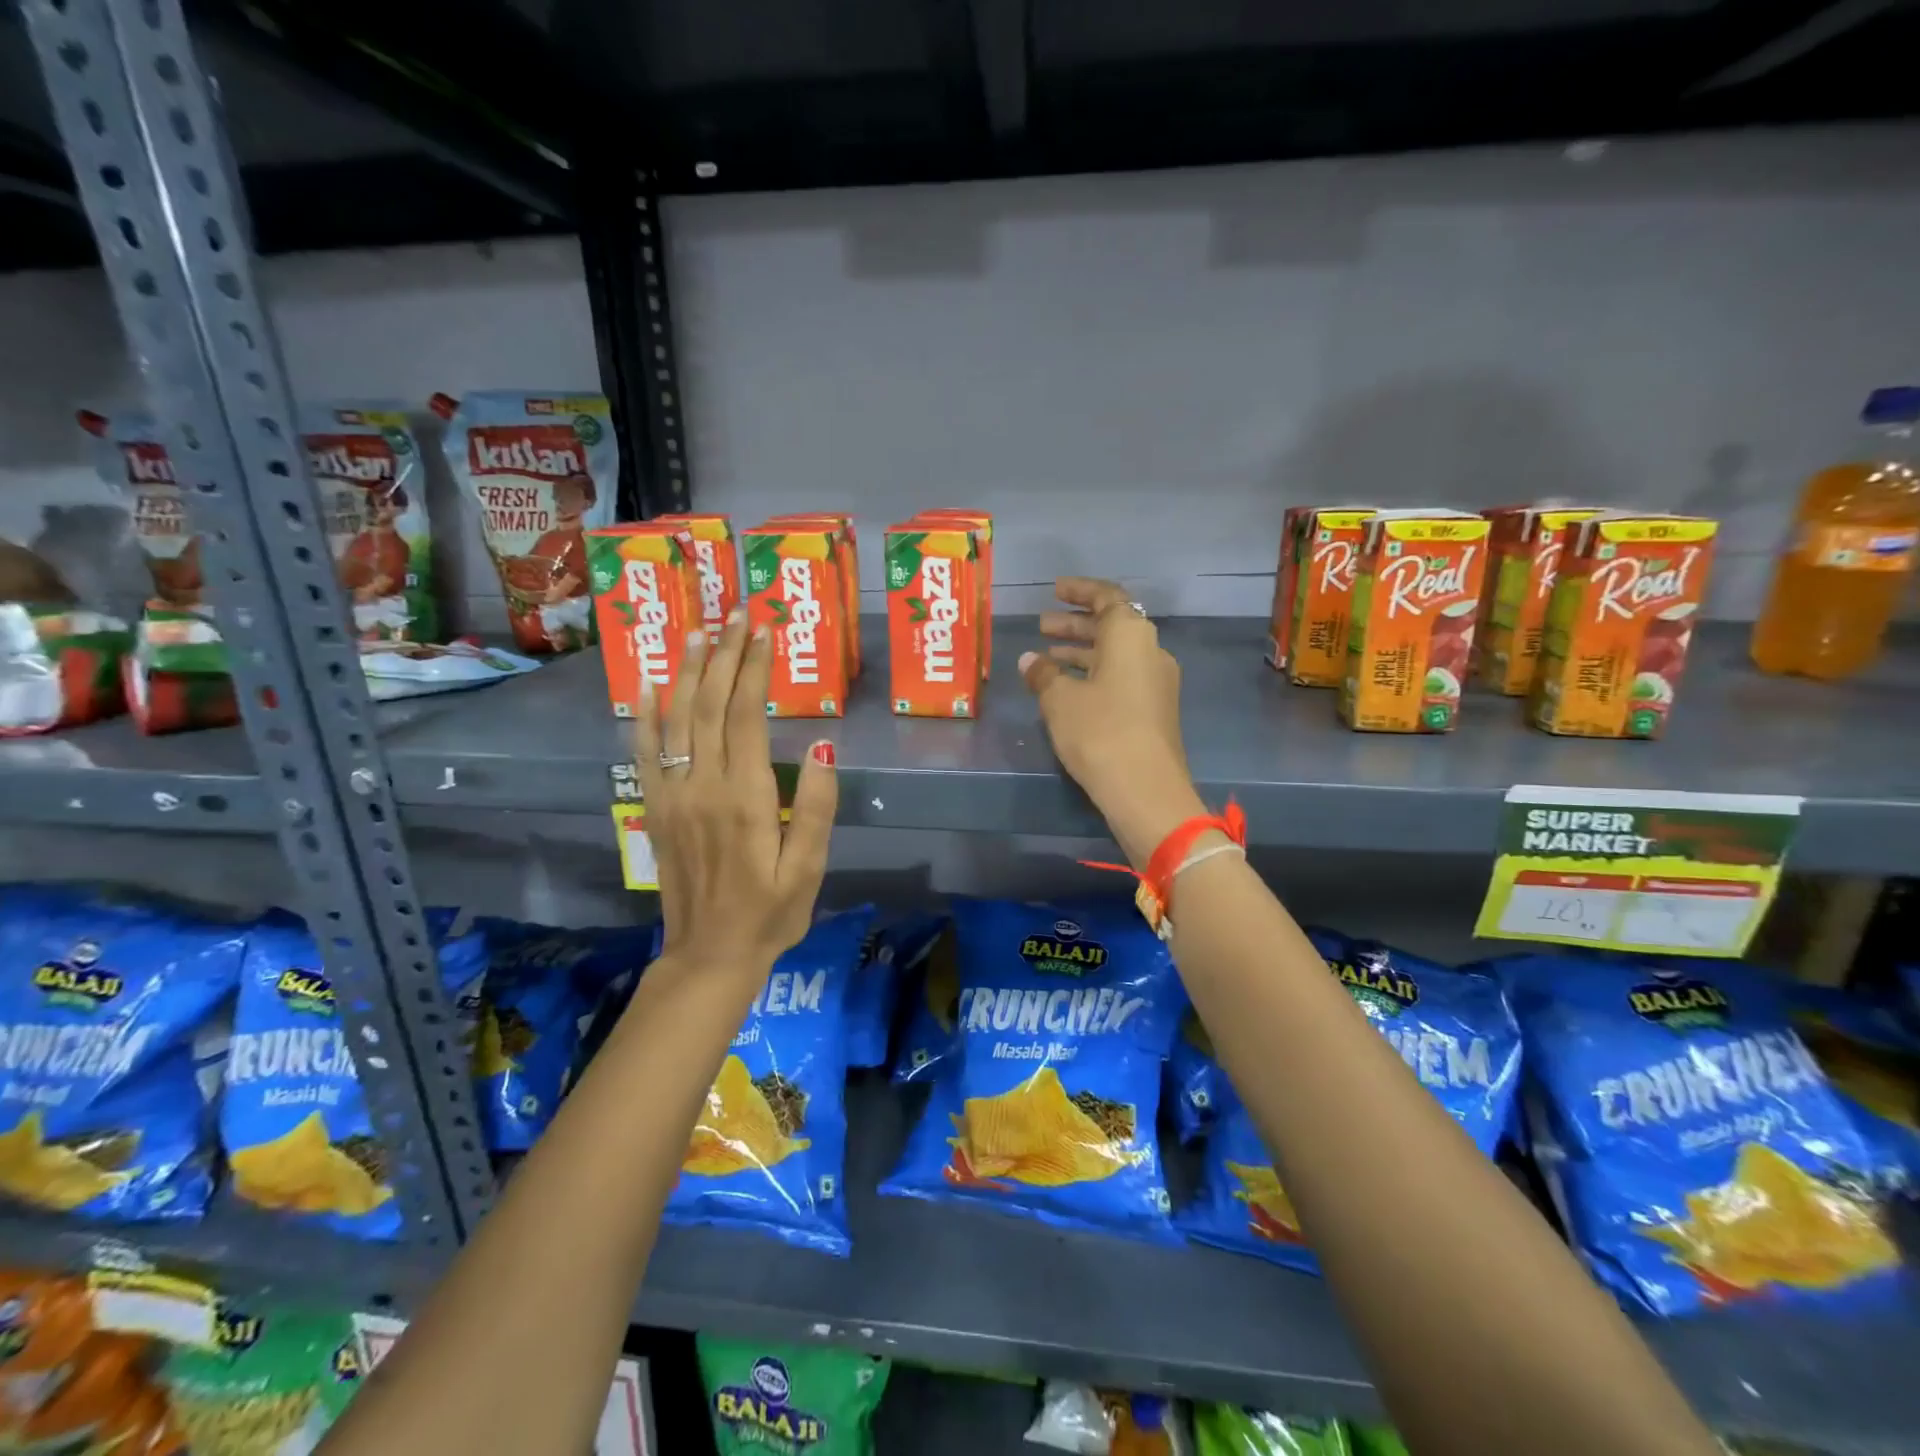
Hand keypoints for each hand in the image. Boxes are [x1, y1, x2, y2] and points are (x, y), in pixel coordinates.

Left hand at [632, 609, 837, 979]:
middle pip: (709, 705)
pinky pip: (644, 753)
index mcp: (745, 797)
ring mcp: (671, 796)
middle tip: (735, 613)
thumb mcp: (809, 868)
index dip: (754, 668)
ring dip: (686, 671)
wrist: (709, 955)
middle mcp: (702, 787)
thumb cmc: (770, 913)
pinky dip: (645, 715)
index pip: (747, 715)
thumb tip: (821, 748)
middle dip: (723, 654)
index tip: (763, 630)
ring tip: (696, 631)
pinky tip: (649, 685)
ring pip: (675, 719)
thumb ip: (814, 808)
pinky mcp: (655, 810)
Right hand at [1018, 577, 1208, 868]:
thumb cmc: (1099, 731)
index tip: (1054, 590)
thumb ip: (1044, 674)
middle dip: (1075, 623)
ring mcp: (1157, 682)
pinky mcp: (1155, 710)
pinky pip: (1121, 677)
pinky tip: (1067, 689)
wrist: (1145, 789)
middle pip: (1112, 625)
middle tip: (1042, 626)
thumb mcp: (1060, 700)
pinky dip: (1094, 674)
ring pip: (1116, 654)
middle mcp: (1150, 651)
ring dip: (1083, 650)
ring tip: (1047, 657)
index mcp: (1131, 635)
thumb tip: (1031, 660)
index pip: (1107, 597)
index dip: (1079, 591)